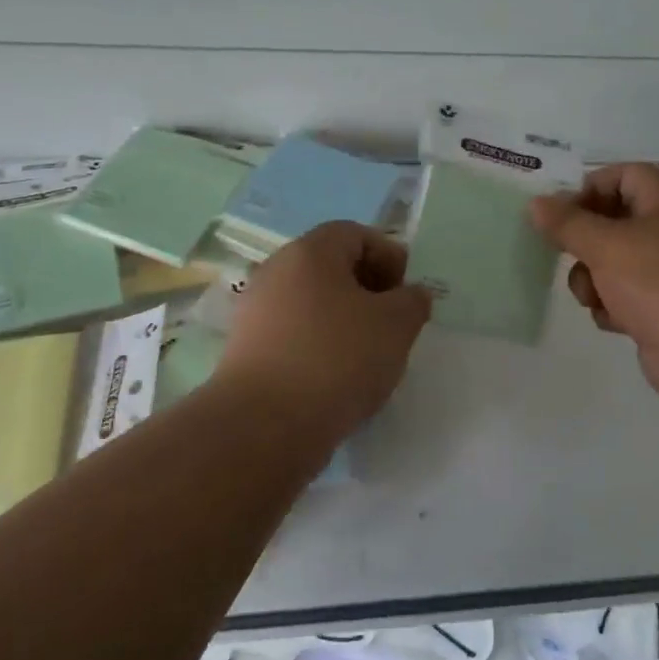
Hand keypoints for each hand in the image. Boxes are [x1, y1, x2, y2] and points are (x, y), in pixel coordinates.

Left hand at [218, 221, 431, 440]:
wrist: (265, 425)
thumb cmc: (338, 359)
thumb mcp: (396, 325)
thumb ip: (412, 301)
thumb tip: (410, 294)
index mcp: (310, 252)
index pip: (356, 234)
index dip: (389, 257)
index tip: (405, 295)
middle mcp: (276, 271)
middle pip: (331, 267)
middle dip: (367, 290)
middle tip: (391, 324)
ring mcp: (255, 311)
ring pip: (312, 303)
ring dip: (344, 321)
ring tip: (367, 356)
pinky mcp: (246, 350)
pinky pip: (293, 334)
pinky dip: (318, 346)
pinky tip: (335, 378)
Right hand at [531, 163, 658, 400]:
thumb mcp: (605, 245)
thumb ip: (566, 223)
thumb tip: (536, 203)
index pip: (621, 176)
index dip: (587, 190)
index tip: (557, 216)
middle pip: (613, 221)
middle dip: (584, 243)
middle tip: (564, 256)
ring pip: (614, 262)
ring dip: (593, 279)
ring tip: (593, 297)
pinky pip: (627, 295)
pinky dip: (614, 306)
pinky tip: (615, 321)